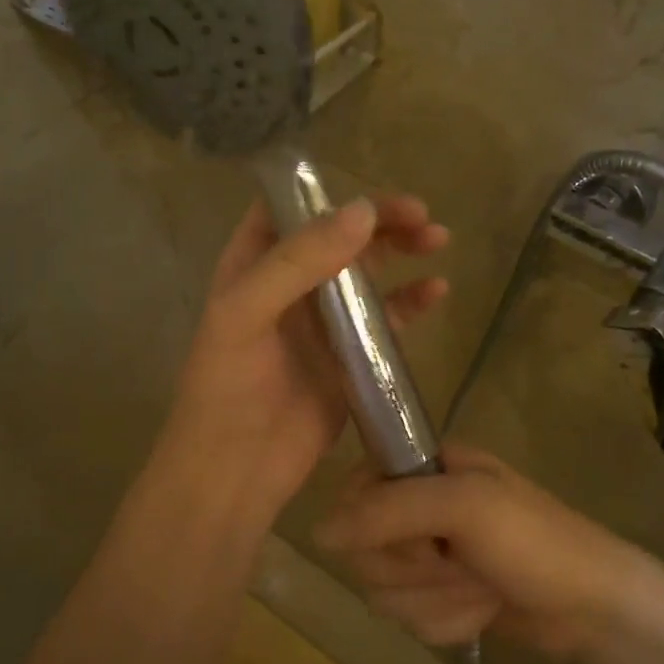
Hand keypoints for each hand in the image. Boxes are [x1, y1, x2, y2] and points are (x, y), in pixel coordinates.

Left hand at [162, 195, 449, 533]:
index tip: (369, 191)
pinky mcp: (350, 357)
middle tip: (420, 215)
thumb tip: (363, 212)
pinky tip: (437, 292)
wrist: (235, 471)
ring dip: (401, 251)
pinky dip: (411, 302)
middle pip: (338, 235)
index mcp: (253, 265)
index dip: (326, 191)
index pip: (289, 208)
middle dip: (378, 219)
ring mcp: (323, 321)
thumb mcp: (245, 314)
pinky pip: (386, 319)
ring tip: (438, 239)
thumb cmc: (225, 389)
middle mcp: (289, 286)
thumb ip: (298, 260)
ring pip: (367, 272)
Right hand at [314, 444, 661, 658]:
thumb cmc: (536, 542)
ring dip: (436, 599)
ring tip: (482, 588)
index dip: (375, 524)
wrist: (597, 610)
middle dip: (417, 570)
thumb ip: (388, 510)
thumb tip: (316, 533)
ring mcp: (429, 555)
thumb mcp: (465, 507)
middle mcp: (418, 507)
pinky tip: (485, 612)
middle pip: (364, 549)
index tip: (419, 537)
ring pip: (383, 590)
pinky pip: (408, 619)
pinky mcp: (439, 597)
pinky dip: (448, 622)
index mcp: (424, 467)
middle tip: (462, 562)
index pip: (353, 492)